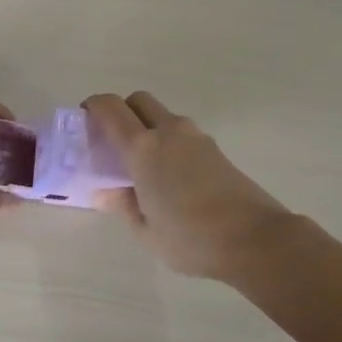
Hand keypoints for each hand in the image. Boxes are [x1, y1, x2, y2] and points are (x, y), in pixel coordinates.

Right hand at [83, 91, 297, 281]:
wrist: (256, 240)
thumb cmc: (191, 238)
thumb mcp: (146, 231)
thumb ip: (122, 205)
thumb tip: (105, 190)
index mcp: (142, 148)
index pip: (110, 108)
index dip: (93, 107)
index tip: (85, 121)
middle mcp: (168, 132)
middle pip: (138, 101)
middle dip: (122, 112)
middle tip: (113, 141)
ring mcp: (196, 138)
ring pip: (163, 116)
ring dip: (148, 127)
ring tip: (143, 164)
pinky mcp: (216, 150)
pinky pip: (182, 133)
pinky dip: (169, 142)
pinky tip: (170, 176)